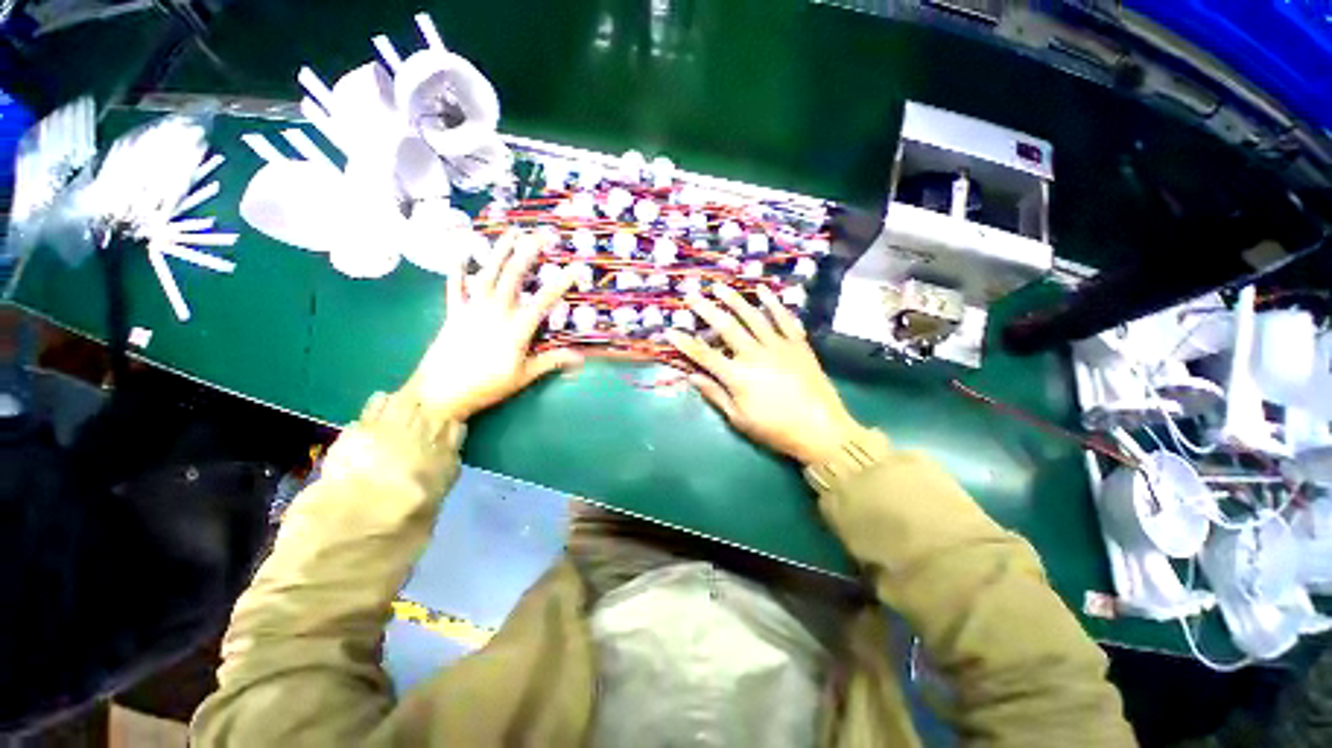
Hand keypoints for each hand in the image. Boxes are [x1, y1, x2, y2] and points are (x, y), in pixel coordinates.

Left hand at [405, 230, 578, 420]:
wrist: (441, 393)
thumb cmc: (487, 385)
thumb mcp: (524, 376)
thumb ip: (551, 362)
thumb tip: (581, 358)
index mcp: (517, 328)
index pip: (544, 300)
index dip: (562, 283)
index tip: (576, 269)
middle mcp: (496, 311)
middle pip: (514, 276)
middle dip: (529, 253)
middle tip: (542, 235)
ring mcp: (472, 309)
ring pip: (488, 273)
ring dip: (500, 251)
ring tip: (511, 232)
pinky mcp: (454, 312)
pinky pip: (455, 286)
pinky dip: (457, 269)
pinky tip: (461, 252)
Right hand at [666, 285, 869, 464]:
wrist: (821, 430)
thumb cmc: (776, 429)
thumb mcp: (739, 419)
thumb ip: (715, 395)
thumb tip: (691, 377)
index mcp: (738, 376)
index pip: (704, 355)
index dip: (685, 343)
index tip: (670, 331)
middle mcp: (755, 354)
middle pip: (726, 327)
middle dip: (706, 310)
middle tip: (693, 295)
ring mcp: (778, 346)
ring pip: (753, 317)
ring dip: (735, 299)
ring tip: (721, 286)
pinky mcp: (798, 344)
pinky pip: (784, 319)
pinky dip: (773, 304)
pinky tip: (763, 291)